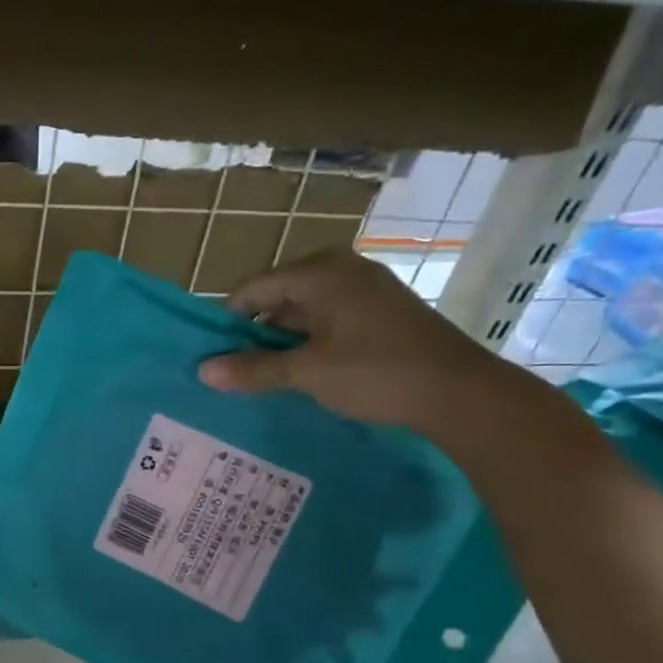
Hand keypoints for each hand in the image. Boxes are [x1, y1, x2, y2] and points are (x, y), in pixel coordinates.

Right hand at [197, 250, 516, 434]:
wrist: (460, 392)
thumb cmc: (376, 372)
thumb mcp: (307, 372)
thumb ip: (254, 369)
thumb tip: (203, 371)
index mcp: (321, 273)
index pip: (254, 288)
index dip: (228, 320)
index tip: (211, 352)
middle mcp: (342, 270)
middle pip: (279, 296)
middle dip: (254, 331)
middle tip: (232, 366)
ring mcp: (366, 289)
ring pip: (304, 310)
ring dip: (281, 340)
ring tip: (261, 374)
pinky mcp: (381, 311)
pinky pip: (329, 319)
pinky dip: (309, 341)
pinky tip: (301, 371)